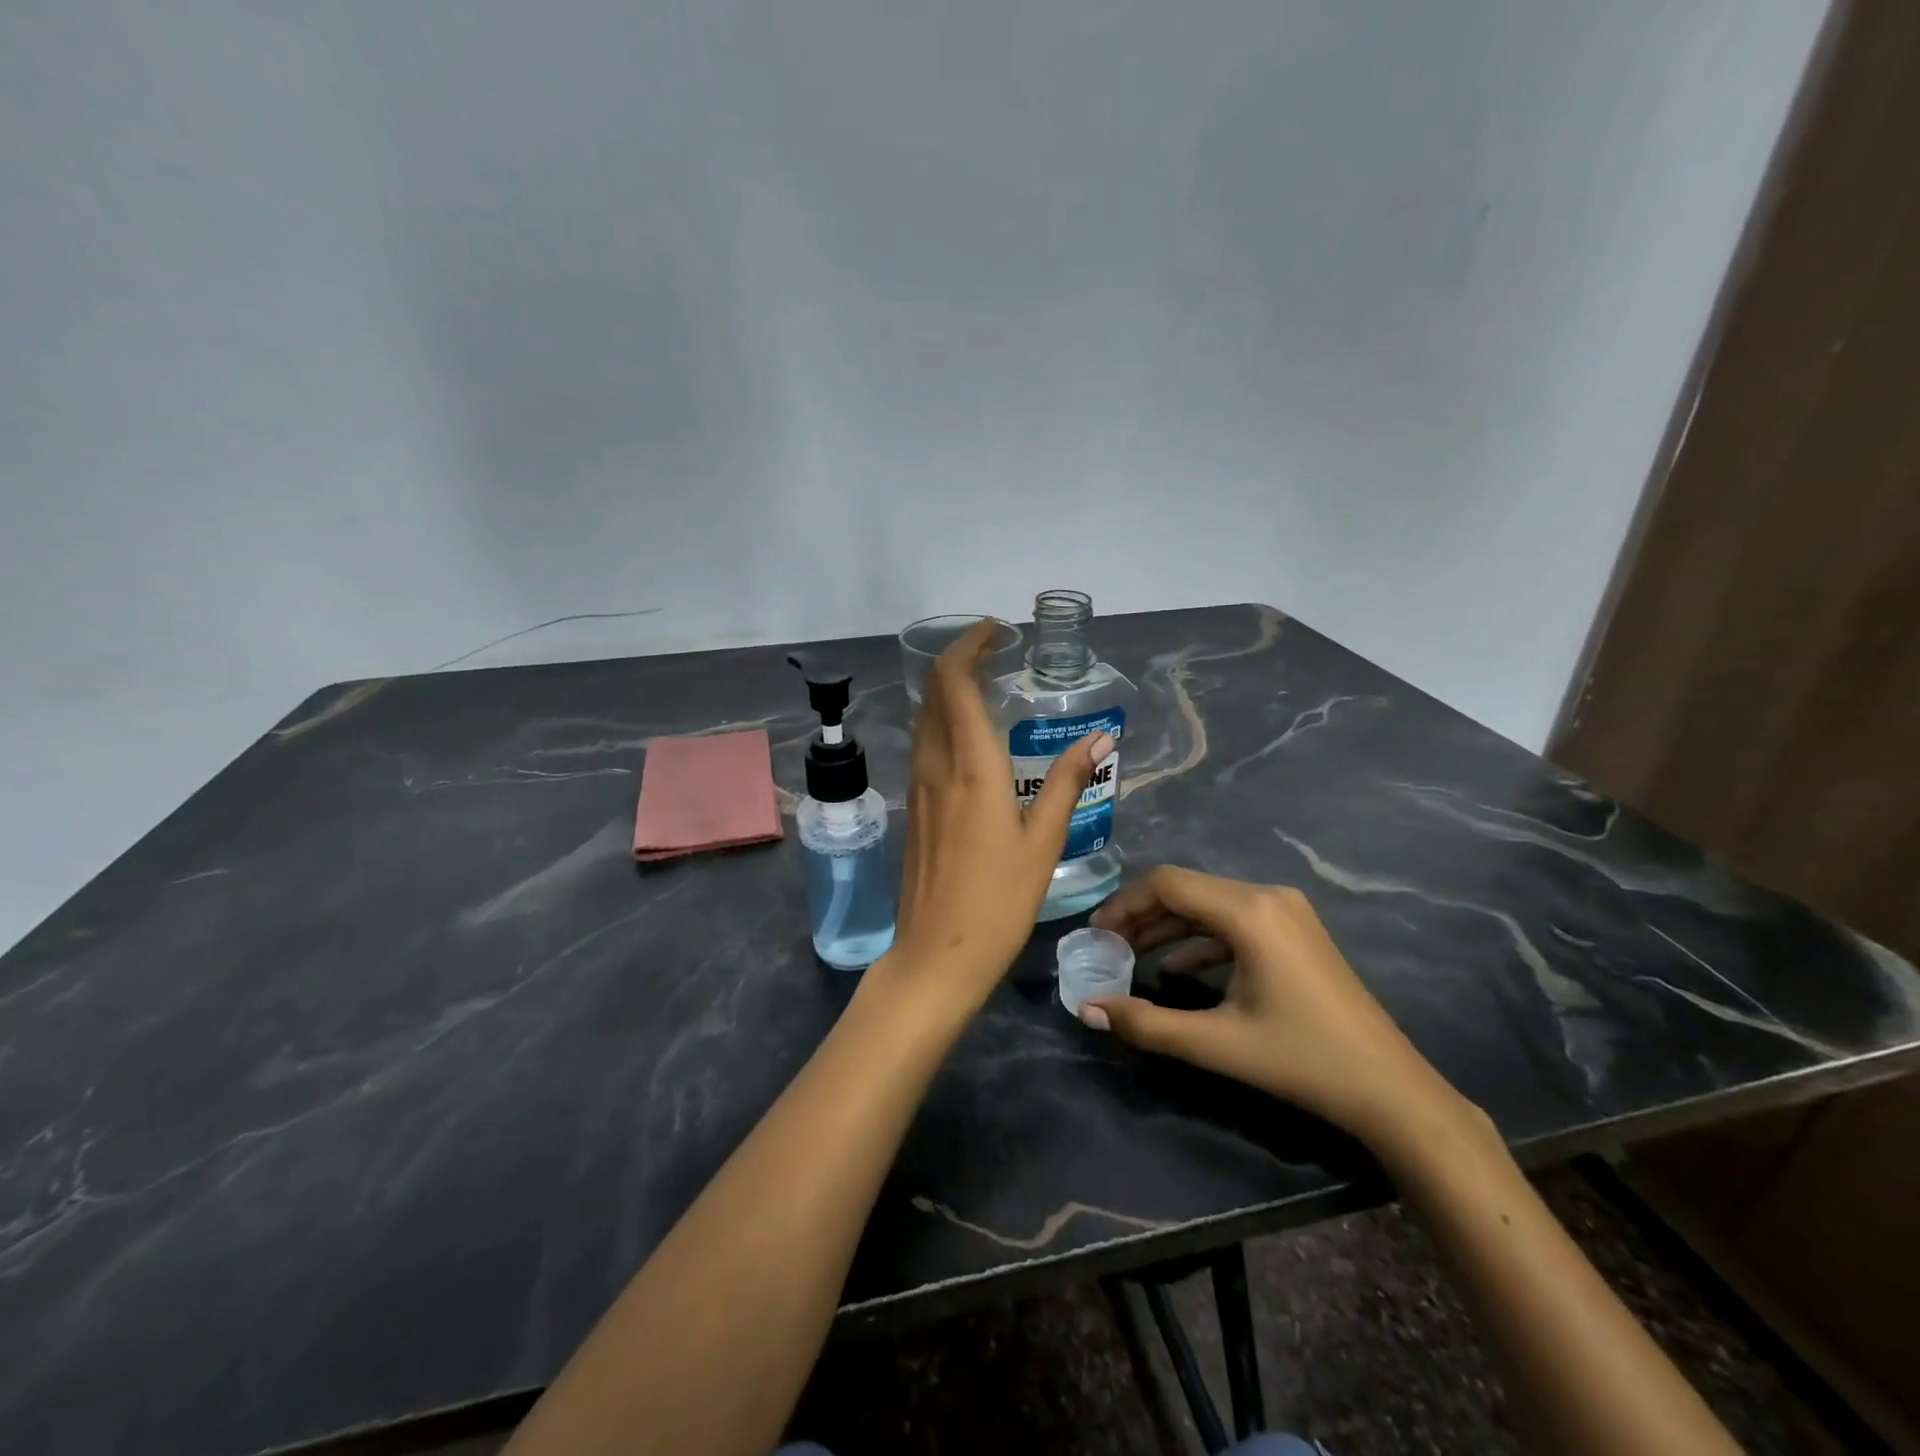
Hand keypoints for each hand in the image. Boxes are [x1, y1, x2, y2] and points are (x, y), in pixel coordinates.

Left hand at [876, 620, 1112, 1013]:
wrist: (936, 955)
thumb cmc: (998, 901)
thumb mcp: (1043, 841)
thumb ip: (1067, 783)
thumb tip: (1100, 739)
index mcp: (970, 766)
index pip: (954, 682)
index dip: (969, 646)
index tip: (996, 631)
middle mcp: (936, 765)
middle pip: (933, 691)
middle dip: (960, 661)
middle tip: (997, 653)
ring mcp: (918, 787)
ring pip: (925, 718)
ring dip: (949, 691)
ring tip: (988, 687)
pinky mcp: (914, 808)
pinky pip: (924, 746)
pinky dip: (943, 722)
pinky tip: (970, 739)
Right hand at [1085, 866, 1462, 1147]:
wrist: (1392, 1091)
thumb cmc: (1303, 1061)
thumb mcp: (1218, 1044)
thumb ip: (1147, 1025)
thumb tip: (1088, 1010)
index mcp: (1249, 912)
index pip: (1168, 884)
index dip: (1125, 903)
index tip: (1096, 933)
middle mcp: (1267, 896)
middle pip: (1187, 889)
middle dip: (1142, 914)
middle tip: (1107, 944)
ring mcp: (1286, 911)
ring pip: (1209, 904)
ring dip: (1169, 926)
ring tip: (1131, 954)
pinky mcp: (1295, 931)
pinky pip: (1234, 921)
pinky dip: (1200, 939)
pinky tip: (1176, 968)